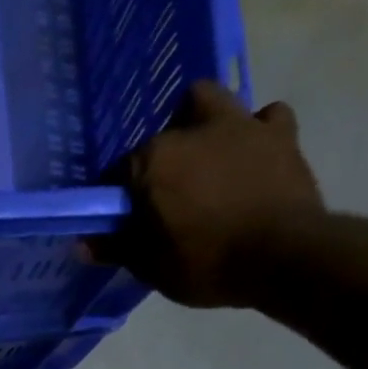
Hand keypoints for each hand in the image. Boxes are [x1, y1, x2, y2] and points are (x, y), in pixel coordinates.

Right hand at [91, 80, 324, 307]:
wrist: (284, 257)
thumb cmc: (206, 262)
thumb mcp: (150, 266)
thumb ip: (116, 248)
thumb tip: (83, 243)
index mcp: (153, 160)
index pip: (119, 172)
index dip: (119, 196)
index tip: (123, 218)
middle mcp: (193, 130)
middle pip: (164, 132)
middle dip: (161, 153)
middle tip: (167, 187)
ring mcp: (241, 126)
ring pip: (212, 102)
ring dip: (205, 123)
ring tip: (207, 158)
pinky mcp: (282, 134)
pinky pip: (266, 117)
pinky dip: (256, 131)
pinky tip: (252, 153)